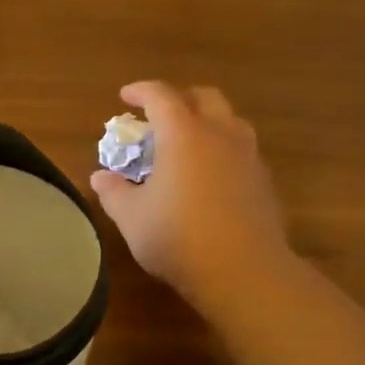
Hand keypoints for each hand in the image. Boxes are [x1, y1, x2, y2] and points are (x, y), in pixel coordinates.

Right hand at [89, 81, 294, 314]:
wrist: (245, 273)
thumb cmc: (179, 238)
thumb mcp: (132, 217)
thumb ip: (114, 192)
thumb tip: (100, 177)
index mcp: (183, 134)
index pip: (161, 96)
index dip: (141, 91)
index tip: (125, 97)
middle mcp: (220, 135)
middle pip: (205, 97)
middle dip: (180, 98)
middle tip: (160, 116)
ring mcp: (248, 157)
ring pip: (230, 121)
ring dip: (207, 121)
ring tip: (187, 143)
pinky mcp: (264, 182)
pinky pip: (242, 150)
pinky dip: (223, 150)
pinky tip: (209, 177)